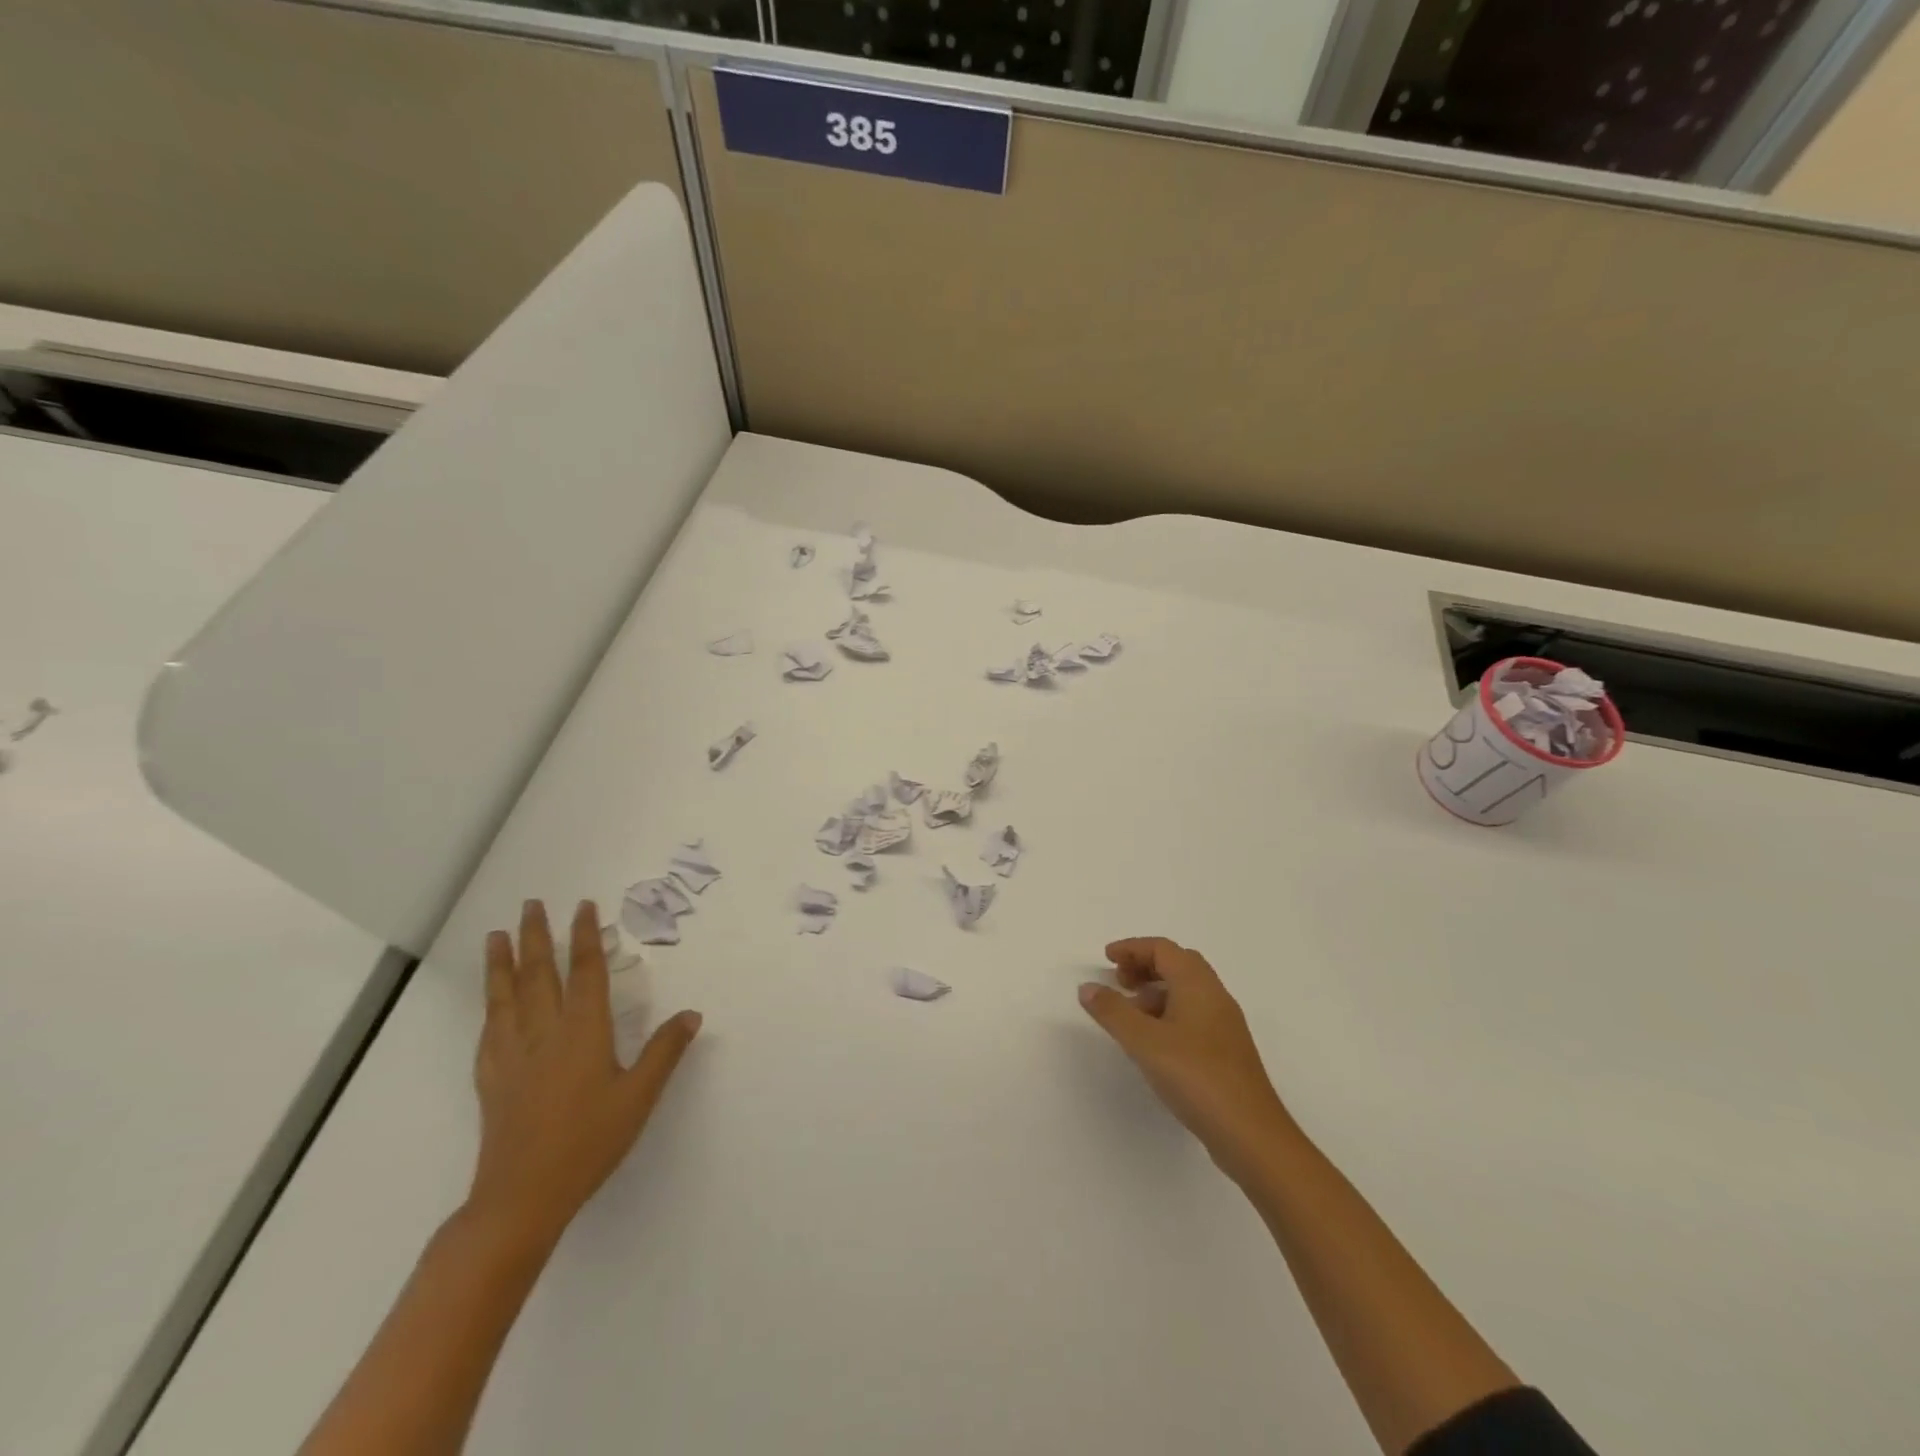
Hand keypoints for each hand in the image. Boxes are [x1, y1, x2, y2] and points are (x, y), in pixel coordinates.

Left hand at [468, 900, 701, 1247]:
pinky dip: (489, 1005)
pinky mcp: (491, 1078)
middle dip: (535, 936)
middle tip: (532, 904)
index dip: (584, 936)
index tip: (584, 907)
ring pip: (506, 996)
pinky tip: (490, 1002)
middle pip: (538, 973)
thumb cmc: (589, 1142)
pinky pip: (489, 1028)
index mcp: (583, 1031)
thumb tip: (691, 1013)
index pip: (584, 972)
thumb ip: (664, 1051)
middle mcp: (544, 1032)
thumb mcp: (639, 1096)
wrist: (522, 1196)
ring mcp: (512, 1054)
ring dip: (502, 962)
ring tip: (496, 935)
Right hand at [1078, 938, 1292, 1178]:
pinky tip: (1154, 1043)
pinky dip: (1168, 1014)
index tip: (1106, 959)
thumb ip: (1113, 1011)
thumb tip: (1088, 987)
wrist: (1251, 1135)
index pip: (1163, 949)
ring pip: (1186, 991)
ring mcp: (1224, 1025)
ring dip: (1155, 992)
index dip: (1132, 948)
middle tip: (1118, 982)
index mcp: (1198, 984)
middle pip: (1177, 964)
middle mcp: (1215, 996)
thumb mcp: (1144, 1042)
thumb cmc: (1196, 1077)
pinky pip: (1193, 1015)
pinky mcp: (1227, 1051)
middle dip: (1144, 966)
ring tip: (1129, 1016)